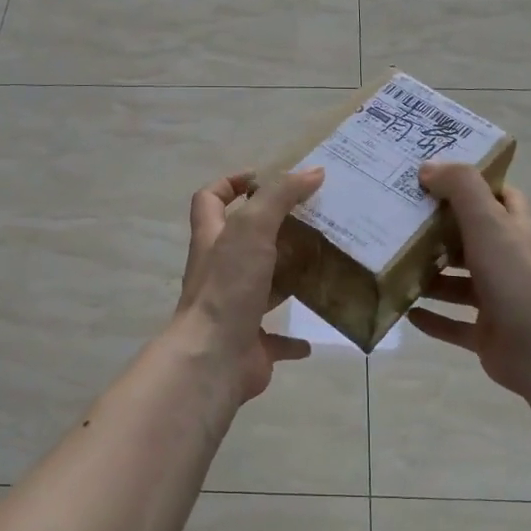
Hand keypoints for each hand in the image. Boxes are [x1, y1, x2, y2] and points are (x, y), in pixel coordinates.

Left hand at [170, 168, 325, 406]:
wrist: (213, 358)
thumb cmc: (228, 287)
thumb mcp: (252, 229)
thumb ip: (280, 197)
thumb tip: (313, 171)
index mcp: (213, 240)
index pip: (209, 200)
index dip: (229, 184)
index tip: (262, 178)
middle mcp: (219, 272)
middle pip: (241, 243)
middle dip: (272, 231)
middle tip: (310, 221)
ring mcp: (234, 309)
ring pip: (261, 287)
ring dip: (286, 279)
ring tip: (321, 267)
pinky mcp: (251, 343)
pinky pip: (275, 339)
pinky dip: (293, 339)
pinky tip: (314, 337)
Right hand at [407, 162, 530, 398]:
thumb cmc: (515, 277)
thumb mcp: (488, 221)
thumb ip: (461, 188)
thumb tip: (429, 167)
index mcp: (515, 231)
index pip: (500, 197)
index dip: (474, 185)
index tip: (436, 178)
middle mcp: (509, 262)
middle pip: (472, 240)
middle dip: (440, 232)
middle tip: (401, 221)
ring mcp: (498, 300)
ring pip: (459, 283)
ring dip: (431, 277)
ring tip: (395, 266)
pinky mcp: (486, 333)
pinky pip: (453, 324)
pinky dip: (432, 319)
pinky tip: (406, 312)